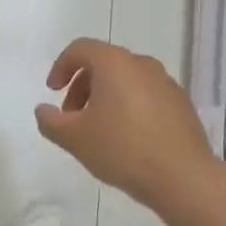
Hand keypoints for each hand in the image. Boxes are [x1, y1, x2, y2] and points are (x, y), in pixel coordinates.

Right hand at [34, 38, 223, 214]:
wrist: (182, 176)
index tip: (53, 92)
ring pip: (126, 80)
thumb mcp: (74, 138)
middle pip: (104, 63)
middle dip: (82, 86)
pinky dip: (129, 107)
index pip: (80, 48)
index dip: (61, 67)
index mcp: (114, 63)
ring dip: (105, 98)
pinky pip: (146, 95)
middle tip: (72, 117)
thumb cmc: (122, 149)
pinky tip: (127, 139)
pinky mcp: (181, 104)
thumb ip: (50, 121)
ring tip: (98, 130)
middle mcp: (142, 64)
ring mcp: (166, 83)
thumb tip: (43, 110)